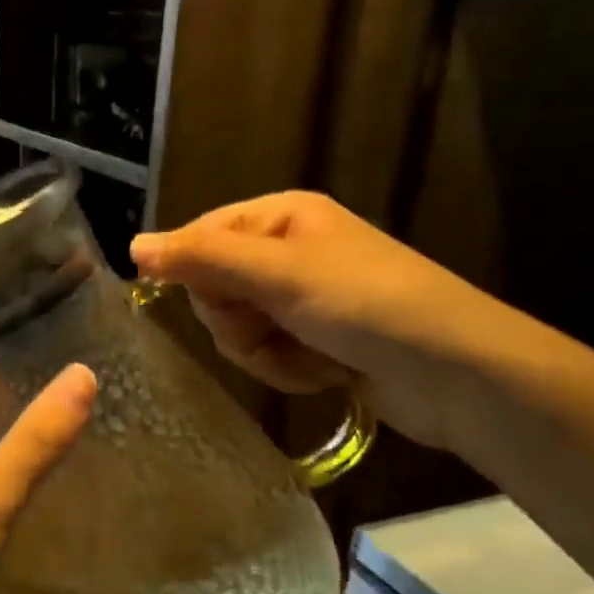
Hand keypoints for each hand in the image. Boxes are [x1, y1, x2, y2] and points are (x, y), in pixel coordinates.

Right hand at [130, 193, 541, 452]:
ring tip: (310, 356)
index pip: (199, 238)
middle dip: (239, 320)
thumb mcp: (280, 274)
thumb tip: (133, 246)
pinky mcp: (312, 340)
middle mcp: (285, 251)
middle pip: (213, 287)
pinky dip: (286, 370)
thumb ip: (203, 259)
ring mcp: (299, 298)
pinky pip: (264, 354)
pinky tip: (323, 373)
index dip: (196, 274)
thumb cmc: (369, 306)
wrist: (460, 376)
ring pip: (235, 327)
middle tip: (276, 326)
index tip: (219, 303)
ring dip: (264, 351)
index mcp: (280, 217)